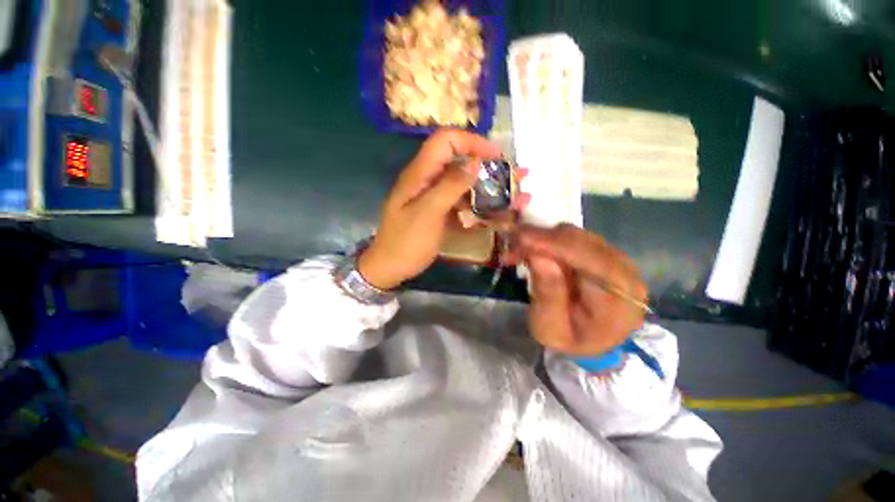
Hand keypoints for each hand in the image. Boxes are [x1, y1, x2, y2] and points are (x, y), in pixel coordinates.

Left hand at [358, 129, 501, 289]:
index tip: (496, 156)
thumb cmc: (406, 241)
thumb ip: (450, 186)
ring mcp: (436, 198)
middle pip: (461, 162)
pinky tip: (501, 215)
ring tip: (518, 196)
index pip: (446, 141)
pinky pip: (464, 204)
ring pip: (467, 185)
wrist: (390, 267)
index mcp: (421, 173)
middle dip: (490, 167)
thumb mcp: (428, 213)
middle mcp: (429, 180)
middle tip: (517, 176)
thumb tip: (475, 163)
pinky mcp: (441, 212)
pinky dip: (482, 207)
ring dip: (492, 189)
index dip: (472, 142)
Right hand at [514, 224, 647, 355]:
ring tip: (518, 249)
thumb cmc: (568, 340)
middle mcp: (626, 273)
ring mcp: (618, 259)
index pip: (590, 260)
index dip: (554, 244)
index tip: (520, 237)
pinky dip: (549, 240)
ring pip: (576, 235)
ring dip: (543, 238)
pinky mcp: (604, 252)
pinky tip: (533, 249)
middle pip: (583, 241)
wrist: (589, 341)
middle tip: (512, 241)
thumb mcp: (549, 328)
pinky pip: (574, 238)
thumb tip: (539, 256)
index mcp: (619, 299)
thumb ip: (547, 295)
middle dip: (543, 238)